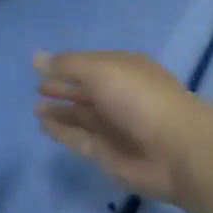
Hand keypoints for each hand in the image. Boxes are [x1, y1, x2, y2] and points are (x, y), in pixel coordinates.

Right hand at [35, 50, 212, 206]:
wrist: (176, 150)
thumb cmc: (139, 98)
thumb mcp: (100, 70)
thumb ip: (67, 66)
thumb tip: (36, 58)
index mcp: (125, 69)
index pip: (92, 63)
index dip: (69, 64)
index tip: (42, 66)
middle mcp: (121, 95)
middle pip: (88, 90)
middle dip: (64, 88)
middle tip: (38, 87)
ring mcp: (116, 126)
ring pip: (83, 116)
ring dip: (61, 111)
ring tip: (36, 107)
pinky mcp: (109, 154)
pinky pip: (80, 138)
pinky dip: (62, 131)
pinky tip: (43, 125)